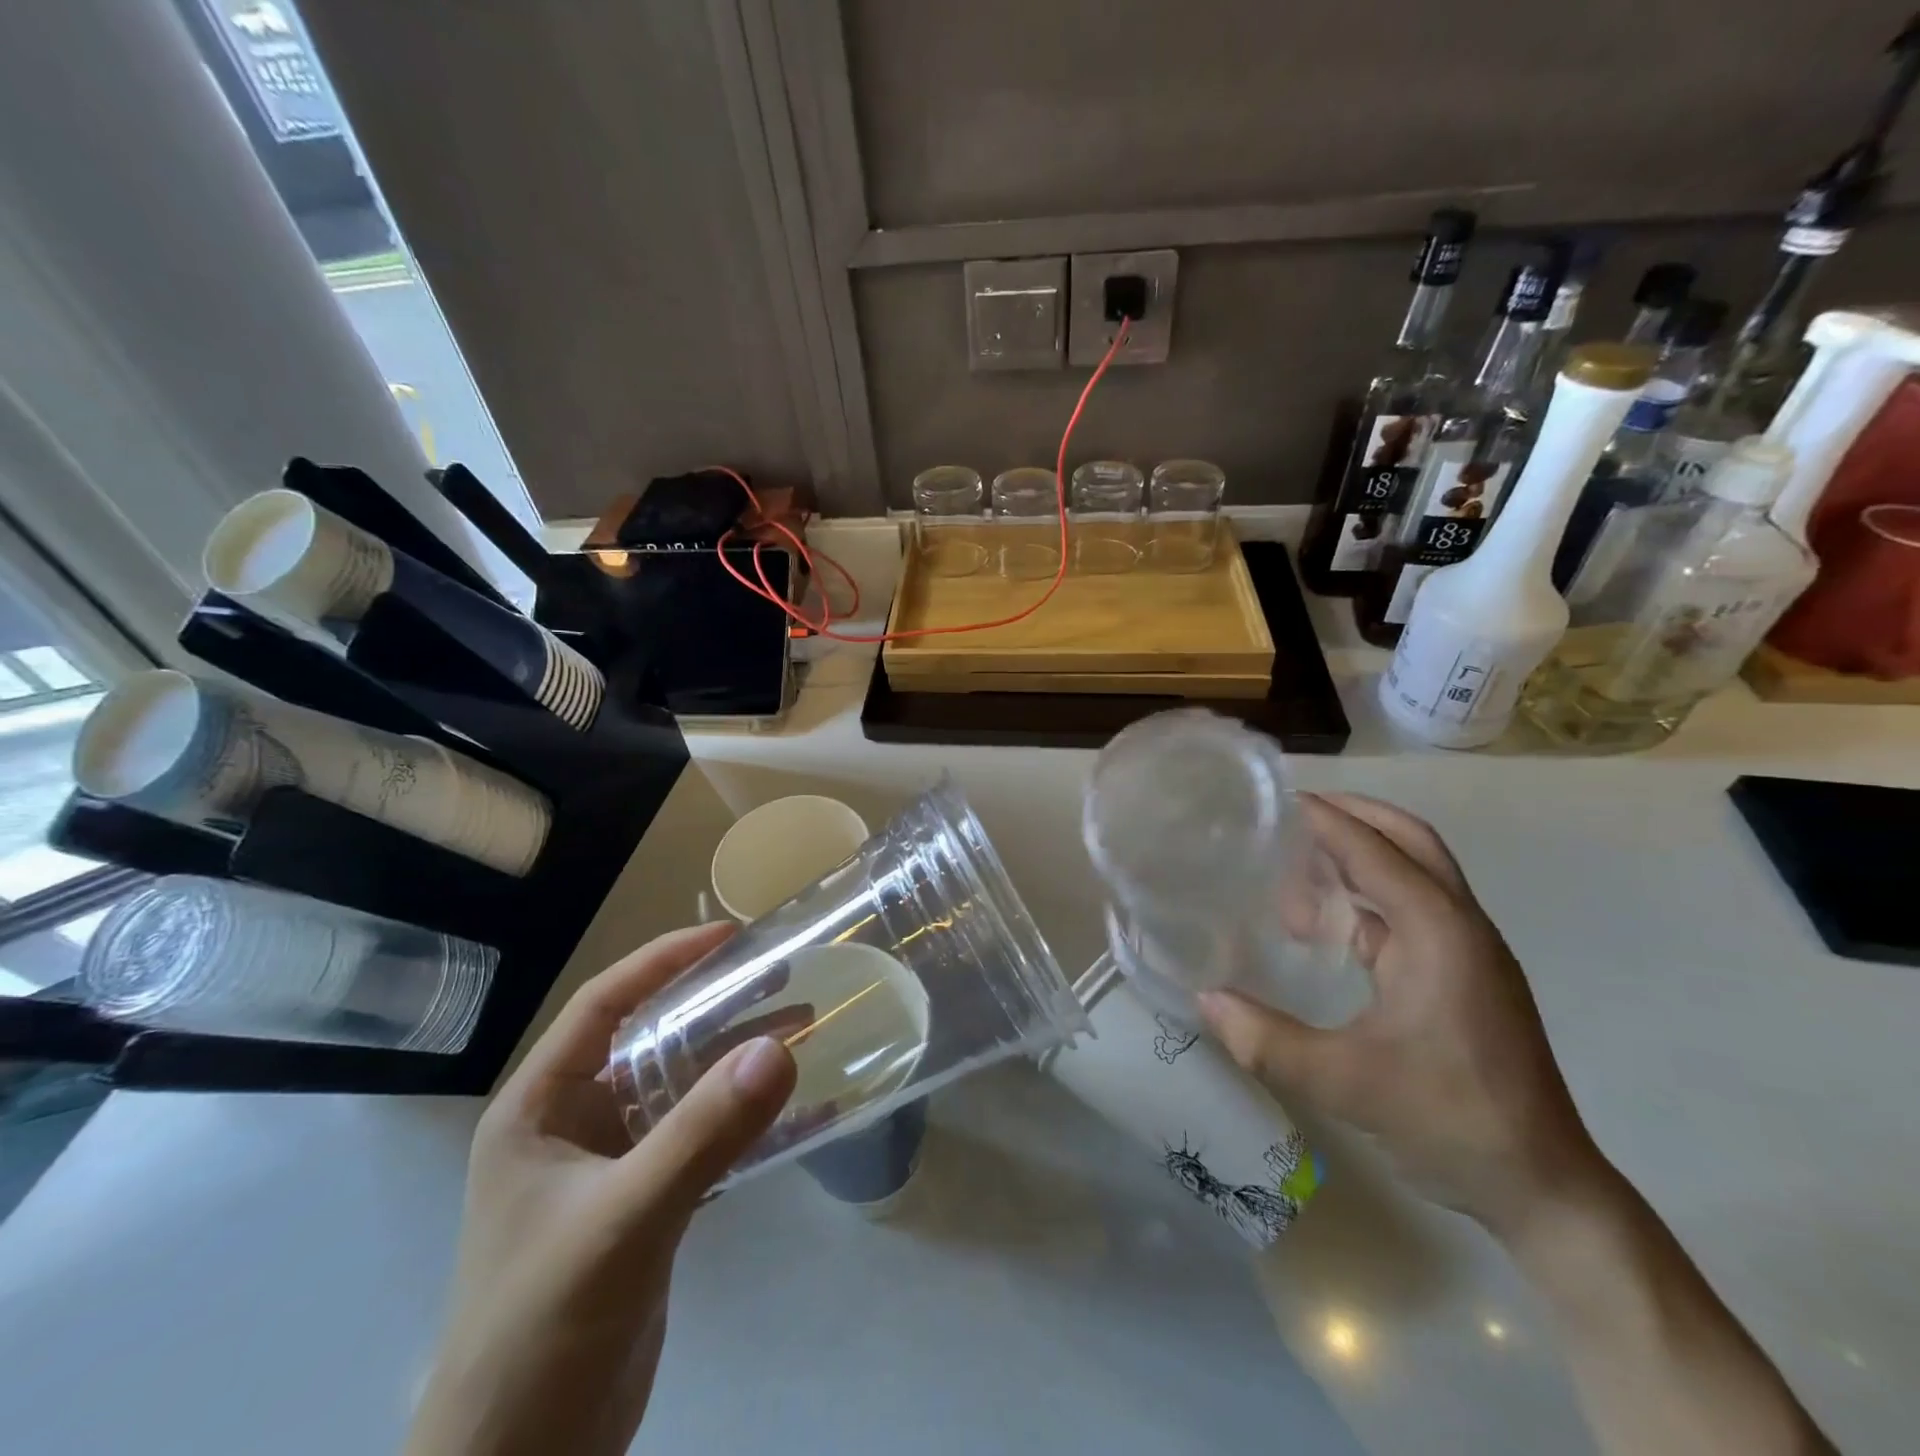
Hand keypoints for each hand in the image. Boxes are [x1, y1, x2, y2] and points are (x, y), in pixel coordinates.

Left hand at [405, 923, 797, 1455]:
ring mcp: (609, 1168)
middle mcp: (571, 1125)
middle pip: (649, 1040)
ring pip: (679, 1089)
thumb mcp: (624, 1220)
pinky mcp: (643, 1207)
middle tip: (781, 977)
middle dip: (713, 1006)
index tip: (727, 937)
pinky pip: (699, 1140)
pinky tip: (797, 1113)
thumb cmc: (542, 1331)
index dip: (662, 962)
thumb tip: (779, 1048)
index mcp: (539, 1108)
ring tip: (801, 1028)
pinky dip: (743, 1121)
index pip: (603, 1005)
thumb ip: (702, 1134)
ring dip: (735, 1060)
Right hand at [1200, 794, 1604, 1236]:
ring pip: (1414, 875)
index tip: (1276, 800)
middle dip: (1355, 817)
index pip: (1375, 851)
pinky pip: (1411, 912)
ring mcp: (1467, 953)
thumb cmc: (1451, 1120)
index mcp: (1439, 934)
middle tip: (1293, 815)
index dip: (1326, 820)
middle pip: (1411, 842)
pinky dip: (1368, 899)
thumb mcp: (1347, 1083)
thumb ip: (1268, 1041)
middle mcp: (1460, 928)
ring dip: (1360, 858)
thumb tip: (1204, 1000)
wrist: (1543, 1189)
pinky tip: (1326, 926)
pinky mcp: (1463, 978)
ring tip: (1296, 868)